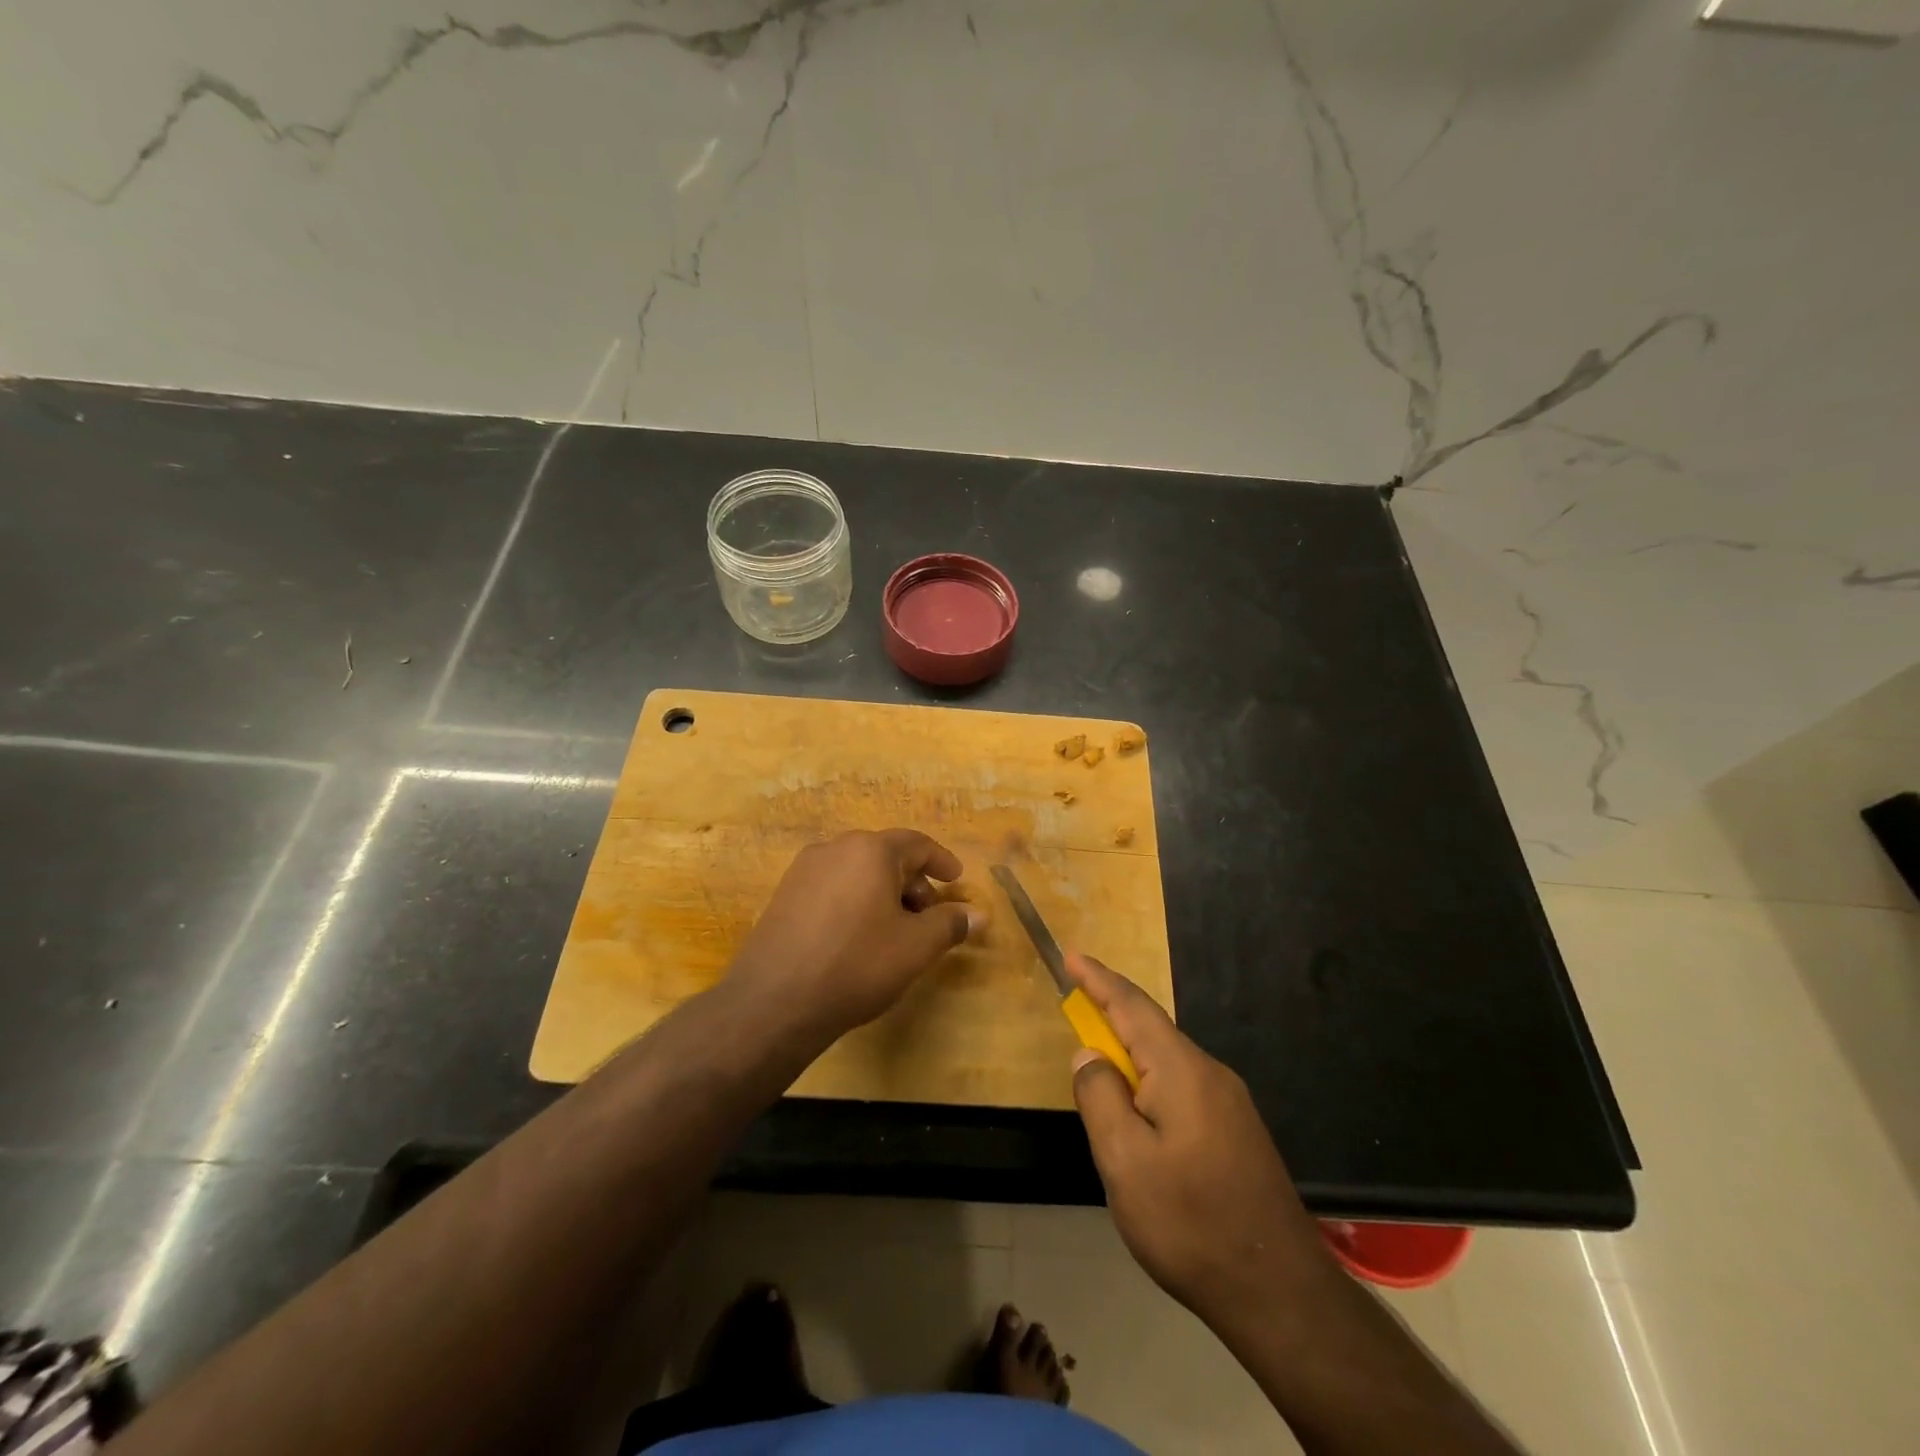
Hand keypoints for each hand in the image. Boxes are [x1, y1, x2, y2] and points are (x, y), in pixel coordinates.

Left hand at [727, 829, 984, 1042]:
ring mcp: (804, 870)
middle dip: (913, 883)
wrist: (775, 1001)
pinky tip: (858, 938)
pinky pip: (833, 887)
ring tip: (895, 932)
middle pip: (886, 856)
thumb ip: (950, 923)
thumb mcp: (916, 947)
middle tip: (929, 917)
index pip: (917, 844)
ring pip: (858, 872)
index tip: (957, 879)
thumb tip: (978, 914)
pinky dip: (856, 901)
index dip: (942, 862)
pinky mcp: (784, 895)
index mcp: (870, 850)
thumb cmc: (857, 964)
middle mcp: (835, 848)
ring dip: (884, 893)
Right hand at [1068, 954, 1331, 1328]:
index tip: (1071, 956)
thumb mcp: (1125, 1161)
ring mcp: (1230, 1104)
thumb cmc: (1191, 1222)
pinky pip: (1182, 1088)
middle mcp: (1210, 1074)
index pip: (1132, 1006)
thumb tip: (1089, 1053)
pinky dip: (1150, 1083)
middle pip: (1151, 1030)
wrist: (1280, 1292)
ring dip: (1130, 1055)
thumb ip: (1100, 1097)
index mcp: (1181, 1070)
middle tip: (1076, 1009)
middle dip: (1111, 1015)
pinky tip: (1140, 1117)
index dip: (1098, 979)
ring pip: (1167, 1062)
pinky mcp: (1237, 1133)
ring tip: (1100, 1071)